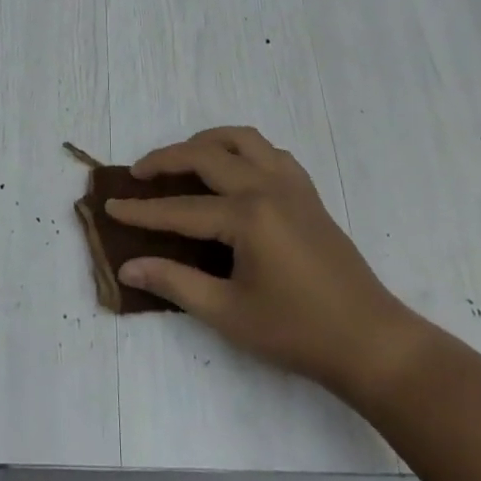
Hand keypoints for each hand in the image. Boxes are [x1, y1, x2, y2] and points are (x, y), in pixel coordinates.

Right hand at [108, 127, 427, 406]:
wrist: (370, 341)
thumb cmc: (296, 331)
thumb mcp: (228, 313)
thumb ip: (175, 283)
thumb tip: (129, 267)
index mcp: (247, 216)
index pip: (180, 207)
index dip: (142, 210)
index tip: (111, 206)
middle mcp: (267, 187)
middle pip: (206, 155)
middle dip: (166, 159)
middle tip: (139, 174)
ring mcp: (292, 184)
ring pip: (241, 139)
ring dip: (206, 142)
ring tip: (182, 161)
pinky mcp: (308, 192)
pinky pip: (269, 151)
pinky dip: (242, 149)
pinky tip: (232, 171)